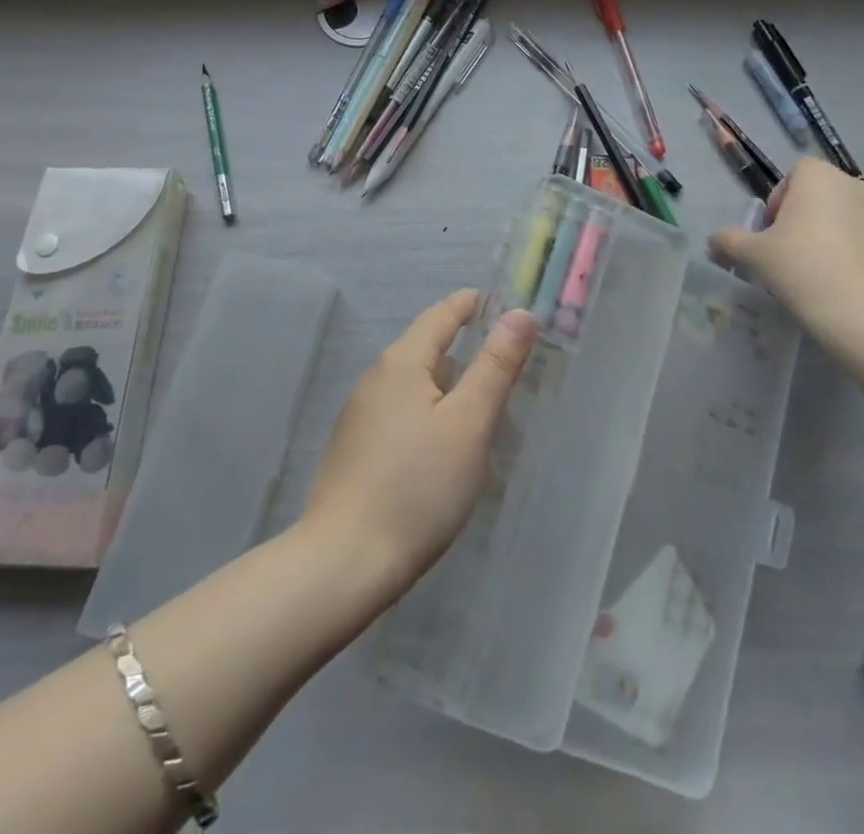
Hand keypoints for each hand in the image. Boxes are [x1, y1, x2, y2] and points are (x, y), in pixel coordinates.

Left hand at [303, 290, 537, 596]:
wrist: (344, 561)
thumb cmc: (417, 487)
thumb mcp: (468, 423)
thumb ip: (494, 366)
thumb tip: (519, 315)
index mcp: (401, 362)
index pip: (440, 316)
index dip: (470, 305)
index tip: (499, 302)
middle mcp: (375, 379)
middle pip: (424, 347)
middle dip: (462, 346)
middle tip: (504, 356)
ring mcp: (360, 415)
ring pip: (413, 383)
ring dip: (446, 382)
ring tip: (481, 398)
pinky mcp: (356, 448)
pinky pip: (401, 411)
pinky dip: (428, 410)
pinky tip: (444, 441)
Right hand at [708, 158, 863, 335]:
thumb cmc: (803, 267)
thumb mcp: (754, 255)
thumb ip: (730, 241)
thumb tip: (714, 240)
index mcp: (819, 177)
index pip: (794, 174)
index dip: (779, 201)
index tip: (771, 234)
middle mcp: (856, 184)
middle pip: (821, 196)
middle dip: (804, 220)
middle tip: (788, 256)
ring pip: (846, 218)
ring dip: (830, 236)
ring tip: (816, 273)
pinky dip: (854, 253)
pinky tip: (842, 284)